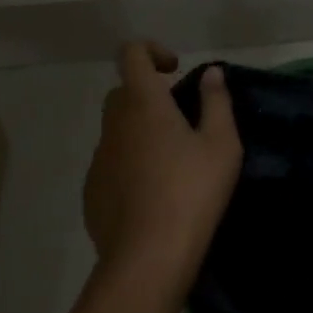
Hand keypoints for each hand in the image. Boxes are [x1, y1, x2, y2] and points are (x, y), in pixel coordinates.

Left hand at [84, 41, 242, 297]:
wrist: (147, 260)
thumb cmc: (191, 192)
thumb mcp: (221, 145)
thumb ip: (216, 101)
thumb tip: (211, 73)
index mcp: (143, 102)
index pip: (132, 54)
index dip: (151, 51)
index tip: (175, 72)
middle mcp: (114, 123)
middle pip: (123, 92)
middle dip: (148, 96)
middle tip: (180, 121)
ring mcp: (99, 158)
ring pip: (116, 129)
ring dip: (139, 132)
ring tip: (170, 163)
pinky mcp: (91, 191)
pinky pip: (110, 163)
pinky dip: (128, 165)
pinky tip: (151, 194)